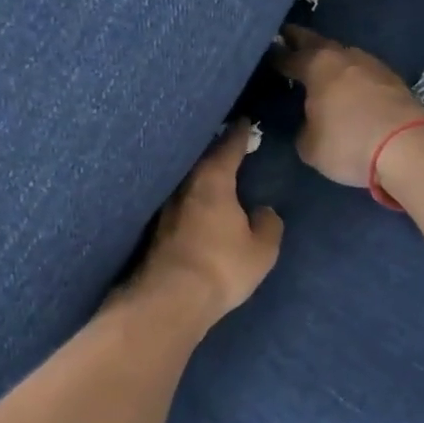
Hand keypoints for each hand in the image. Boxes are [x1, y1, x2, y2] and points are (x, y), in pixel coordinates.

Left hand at [136, 123, 282, 320]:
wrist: (169, 299)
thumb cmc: (221, 267)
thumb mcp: (261, 250)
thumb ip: (268, 225)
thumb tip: (264, 211)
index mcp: (213, 180)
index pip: (228, 146)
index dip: (239, 133)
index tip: (245, 122)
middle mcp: (185, 184)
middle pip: (202, 159)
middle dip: (216, 151)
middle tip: (229, 144)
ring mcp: (165, 206)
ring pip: (187, 180)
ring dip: (200, 175)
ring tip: (214, 173)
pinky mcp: (154, 228)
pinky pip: (179, 201)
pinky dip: (190, 198)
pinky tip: (197, 205)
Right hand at [273, 26, 423, 188]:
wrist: (409, 147)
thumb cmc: (349, 142)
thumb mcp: (310, 146)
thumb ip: (303, 128)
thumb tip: (310, 122)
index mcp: (316, 65)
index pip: (287, 57)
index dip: (274, 58)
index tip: (263, 57)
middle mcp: (343, 56)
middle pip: (316, 42)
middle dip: (300, 41)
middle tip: (286, 39)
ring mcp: (372, 64)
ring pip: (343, 54)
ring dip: (329, 58)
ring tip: (318, 65)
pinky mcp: (393, 79)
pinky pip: (362, 71)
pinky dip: (350, 74)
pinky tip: (347, 84)